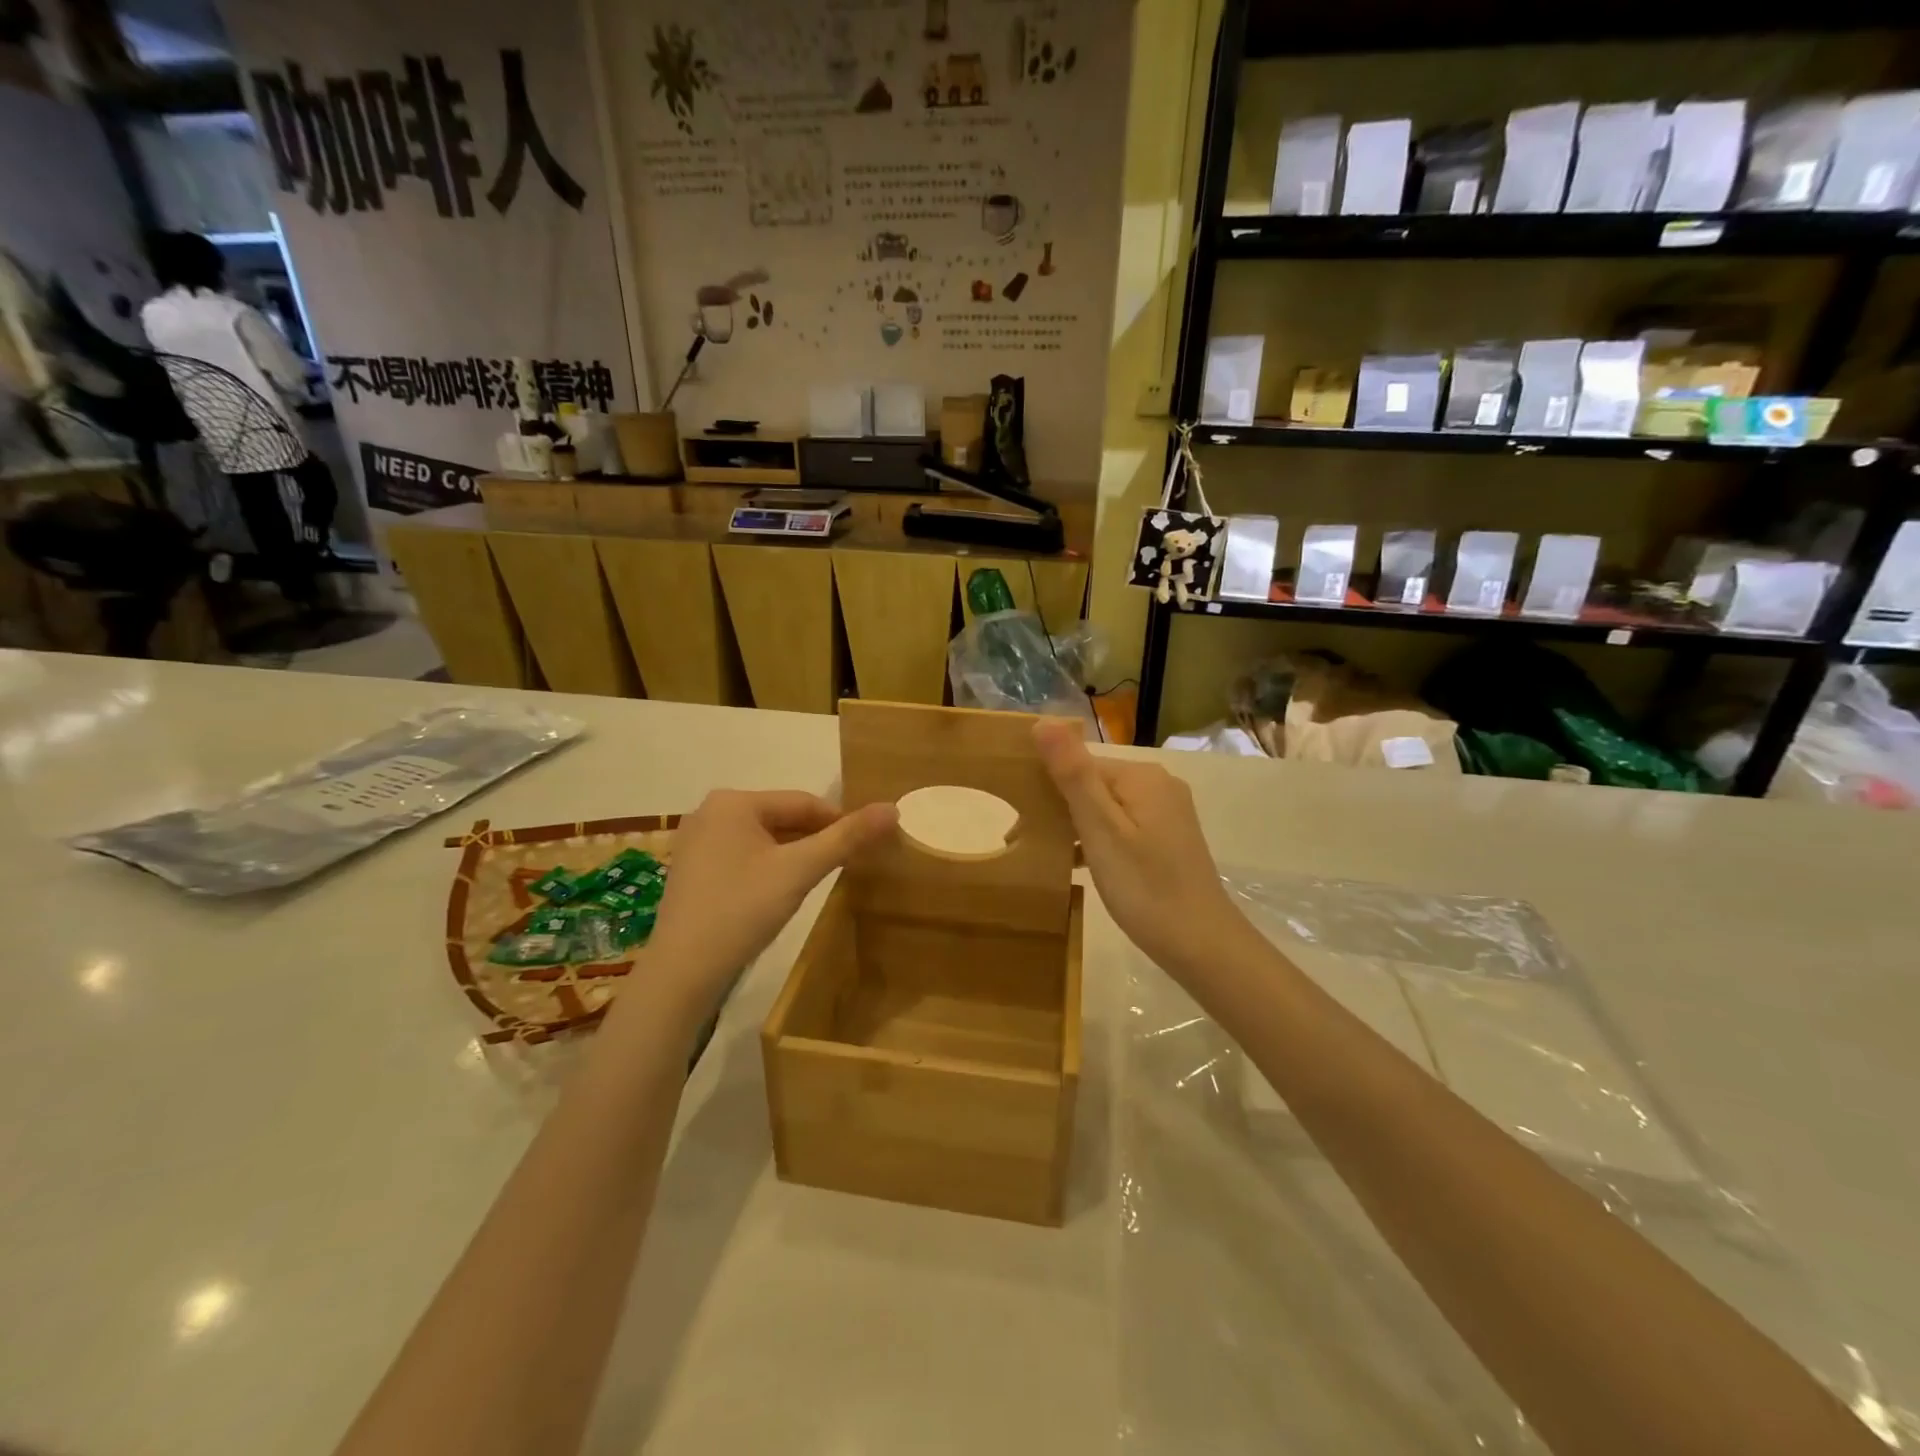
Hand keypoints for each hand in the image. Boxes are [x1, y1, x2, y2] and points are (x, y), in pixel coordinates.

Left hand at [641, 790, 897, 1010]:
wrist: (682, 972)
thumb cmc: (742, 910)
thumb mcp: (800, 871)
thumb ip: (847, 838)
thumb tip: (892, 808)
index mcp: (733, 801)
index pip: (803, 802)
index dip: (841, 822)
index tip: (869, 845)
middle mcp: (710, 812)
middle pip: (782, 818)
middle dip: (816, 839)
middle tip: (849, 865)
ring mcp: (696, 842)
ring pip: (764, 839)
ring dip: (794, 854)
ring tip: (820, 879)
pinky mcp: (692, 870)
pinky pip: (743, 856)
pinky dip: (769, 867)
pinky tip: (781, 892)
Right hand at [1034, 719, 1255, 980]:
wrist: (1201, 944)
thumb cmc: (1144, 886)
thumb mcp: (1100, 829)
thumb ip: (1073, 774)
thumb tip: (1043, 720)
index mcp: (1141, 776)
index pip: (1080, 765)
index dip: (1047, 789)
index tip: (1020, 823)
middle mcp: (1158, 785)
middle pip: (1093, 785)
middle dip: (1059, 809)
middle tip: (1026, 841)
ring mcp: (1167, 812)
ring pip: (1106, 808)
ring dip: (1076, 827)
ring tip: (1049, 856)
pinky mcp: (1169, 838)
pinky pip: (1122, 827)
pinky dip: (1099, 841)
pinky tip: (1080, 865)